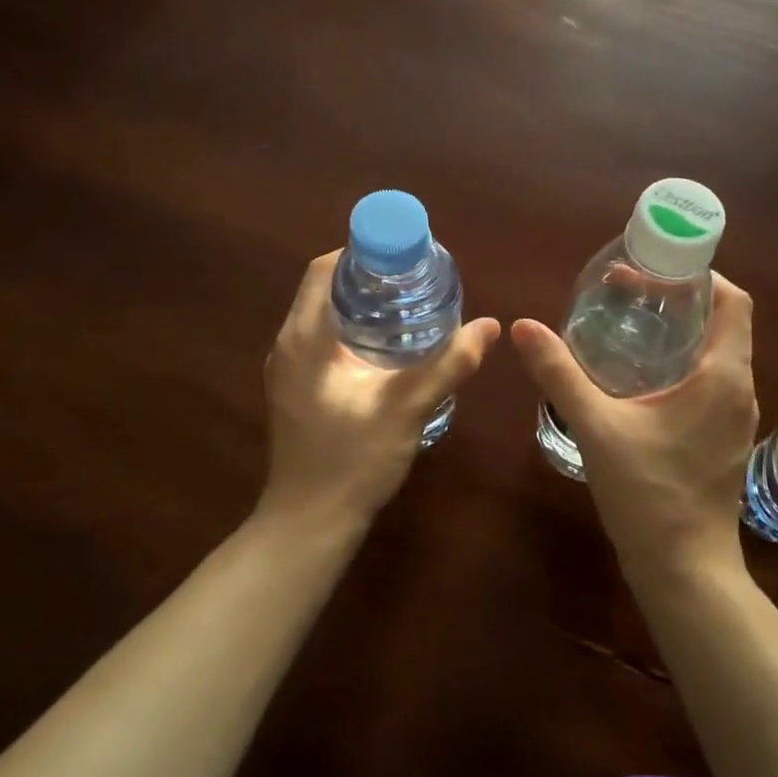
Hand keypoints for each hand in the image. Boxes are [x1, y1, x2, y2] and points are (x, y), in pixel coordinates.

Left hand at [260, 251, 499, 525]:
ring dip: (363, 306)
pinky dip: (354, 332)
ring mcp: (289, 370)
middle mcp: (288, 346)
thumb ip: (448, 366)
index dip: (363, 252)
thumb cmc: (351, 462)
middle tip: (419, 281)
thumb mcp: (406, 409)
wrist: (309, 523)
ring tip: (411, 308)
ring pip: (324, 317)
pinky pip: (324, 342)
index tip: (406, 256)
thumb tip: (489, 326)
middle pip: (325, 290)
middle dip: (370, 278)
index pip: (325, 270)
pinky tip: (390, 350)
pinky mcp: (296, 391)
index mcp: (304, 339)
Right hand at [512, 274, 757, 582]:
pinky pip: (710, 384)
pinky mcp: (724, 440)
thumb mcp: (597, 428)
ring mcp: (735, 418)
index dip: (700, 275)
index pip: (733, 301)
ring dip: (680, 334)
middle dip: (680, 301)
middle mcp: (740, 389)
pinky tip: (639, 379)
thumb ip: (560, 374)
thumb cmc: (648, 494)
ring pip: (716, 355)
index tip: (655, 270)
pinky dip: (681, 366)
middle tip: (628, 294)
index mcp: (723, 376)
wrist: (683, 569)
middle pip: (723, 323)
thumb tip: (523, 326)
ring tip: (629, 327)